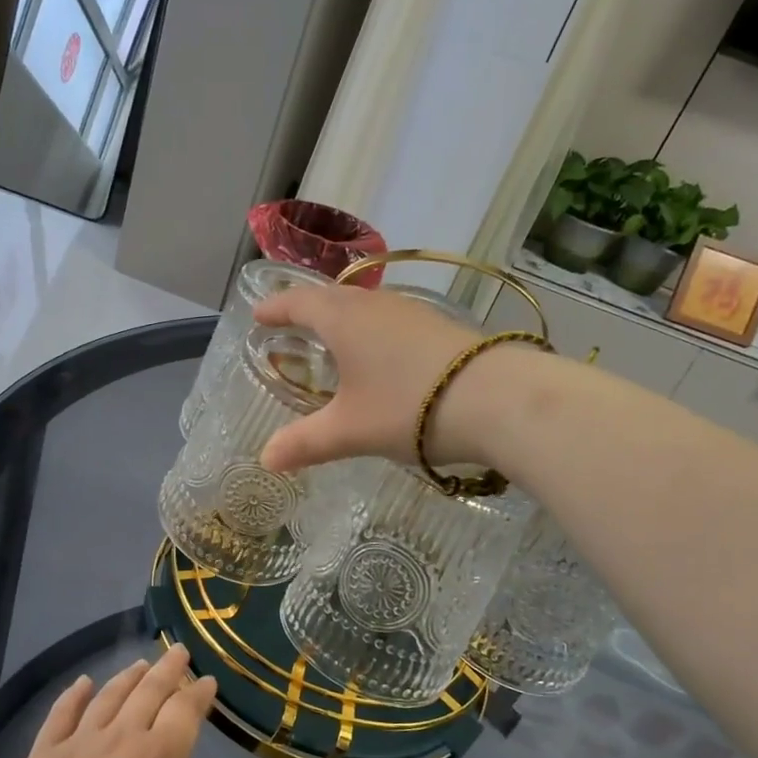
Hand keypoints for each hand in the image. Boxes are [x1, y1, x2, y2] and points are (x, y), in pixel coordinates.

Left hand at [0, 645, 219, 757]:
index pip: (185, 709)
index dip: (198, 693)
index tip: (207, 682)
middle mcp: (122, 738)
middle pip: (149, 691)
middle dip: (168, 668)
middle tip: (177, 651)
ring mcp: (78, 744)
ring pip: (108, 696)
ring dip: (127, 676)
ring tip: (140, 664)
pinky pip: (60, 714)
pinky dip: (74, 694)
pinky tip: (82, 683)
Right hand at [253, 284, 517, 471]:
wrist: (499, 399)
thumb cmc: (408, 407)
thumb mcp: (349, 430)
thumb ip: (304, 443)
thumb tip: (265, 460)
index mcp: (342, 319)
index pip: (298, 302)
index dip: (275, 308)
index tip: (259, 315)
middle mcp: (374, 305)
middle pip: (331, 298)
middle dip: (306, 310)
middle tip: (290, 325)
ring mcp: (411, 312)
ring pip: (364, 306)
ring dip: (341, 318)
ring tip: (331, 340)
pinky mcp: (438, 327)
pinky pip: (389, 320)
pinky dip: (370, 331)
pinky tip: (379, 356)